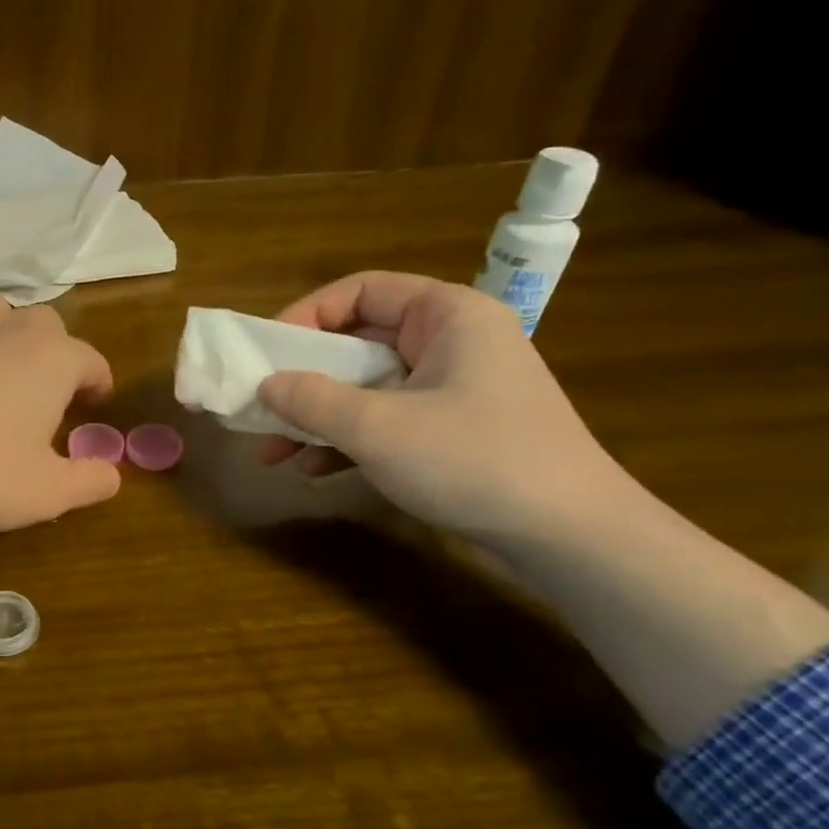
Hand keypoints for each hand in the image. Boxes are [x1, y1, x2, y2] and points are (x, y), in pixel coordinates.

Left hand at [0, 293, 119, 580]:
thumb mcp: (46, 493)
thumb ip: (90, 481)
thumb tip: (111, 474)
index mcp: (51, 360)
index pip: (91, 360)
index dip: (99, 384)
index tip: (96, 407)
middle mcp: (9, 334)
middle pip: (47, 325)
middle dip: (59, 356)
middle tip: (53, 398)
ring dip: (13, 337)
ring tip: (8, 376)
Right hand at [258, 271, 828, 746]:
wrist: (568, 537)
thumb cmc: (472, 460)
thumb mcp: (377, 427)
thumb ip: (312, 400)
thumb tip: (265, 385)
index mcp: (447, 315)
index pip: (361, 291)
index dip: (306, 315)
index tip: (266, 353)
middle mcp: (451, 342)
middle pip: (358, 343)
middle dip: (304, 380)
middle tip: (260, 409)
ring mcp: (454, 389)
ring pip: (367, 388)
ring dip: (318, 417)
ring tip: (273, 453)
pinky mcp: (453, 431)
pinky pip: (386, 420)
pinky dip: (348, 440)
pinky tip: (314, 469)